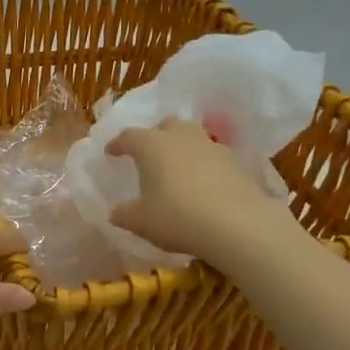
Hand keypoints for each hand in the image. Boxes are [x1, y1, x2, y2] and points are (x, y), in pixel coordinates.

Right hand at [106, 119, 299, 263]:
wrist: (238, 224)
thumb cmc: (177, 217)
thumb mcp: (140, 221)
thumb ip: (123, 214)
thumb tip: (115, 212)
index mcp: (151, 145)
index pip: (128, 136)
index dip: (117, 144)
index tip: (111, 153)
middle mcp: (181, 137)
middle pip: (166, 125)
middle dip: (155, 136)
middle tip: (148, 154)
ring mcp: (211, 146)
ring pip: (192, 137)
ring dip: (182, 147)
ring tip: (177, 168)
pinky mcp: (235, 162)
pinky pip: (212, 156)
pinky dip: (204, 165)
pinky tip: (202, 184)